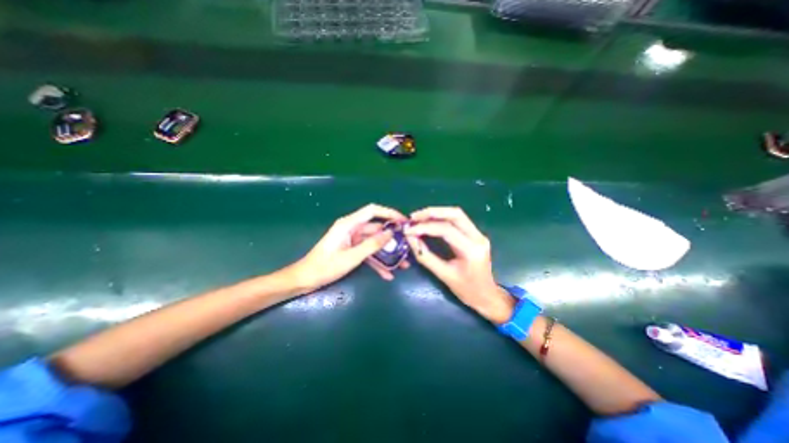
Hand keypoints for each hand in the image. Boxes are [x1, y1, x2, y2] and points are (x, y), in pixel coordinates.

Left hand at [290, 204, 406, 293]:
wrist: (306, 279)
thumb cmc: (325, 266)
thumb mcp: (351, 257)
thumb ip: (372, 245)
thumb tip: (391, 234)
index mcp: (349, 224)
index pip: (372, 211)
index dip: (389, 213)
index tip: (403, 221)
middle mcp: (352, 229)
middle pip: (377, 229)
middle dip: (392, 238)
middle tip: (407, 245)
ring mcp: (352, 240)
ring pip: (374, 243)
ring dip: (387, 253)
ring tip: (403, 264)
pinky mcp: (352, 249)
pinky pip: (368, 253)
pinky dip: (377, 262)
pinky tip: (387, 274)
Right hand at [404, 205, 515, 322]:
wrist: (487, 296)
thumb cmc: (466, 290)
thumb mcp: (443, 275)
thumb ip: (425, 255)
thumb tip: (410, 238)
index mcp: (471, 250)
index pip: (446, 230)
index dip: (425, 227)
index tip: (408, 230)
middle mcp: (478, 237)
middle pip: (455, 214)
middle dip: (432, 213)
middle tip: (414, 217)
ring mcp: (479, 234)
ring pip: (457, 214)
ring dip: (436, 213)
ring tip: (419, 218)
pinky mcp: (476, 234)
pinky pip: (458, 220)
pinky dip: (442, 218)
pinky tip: (430, 221)